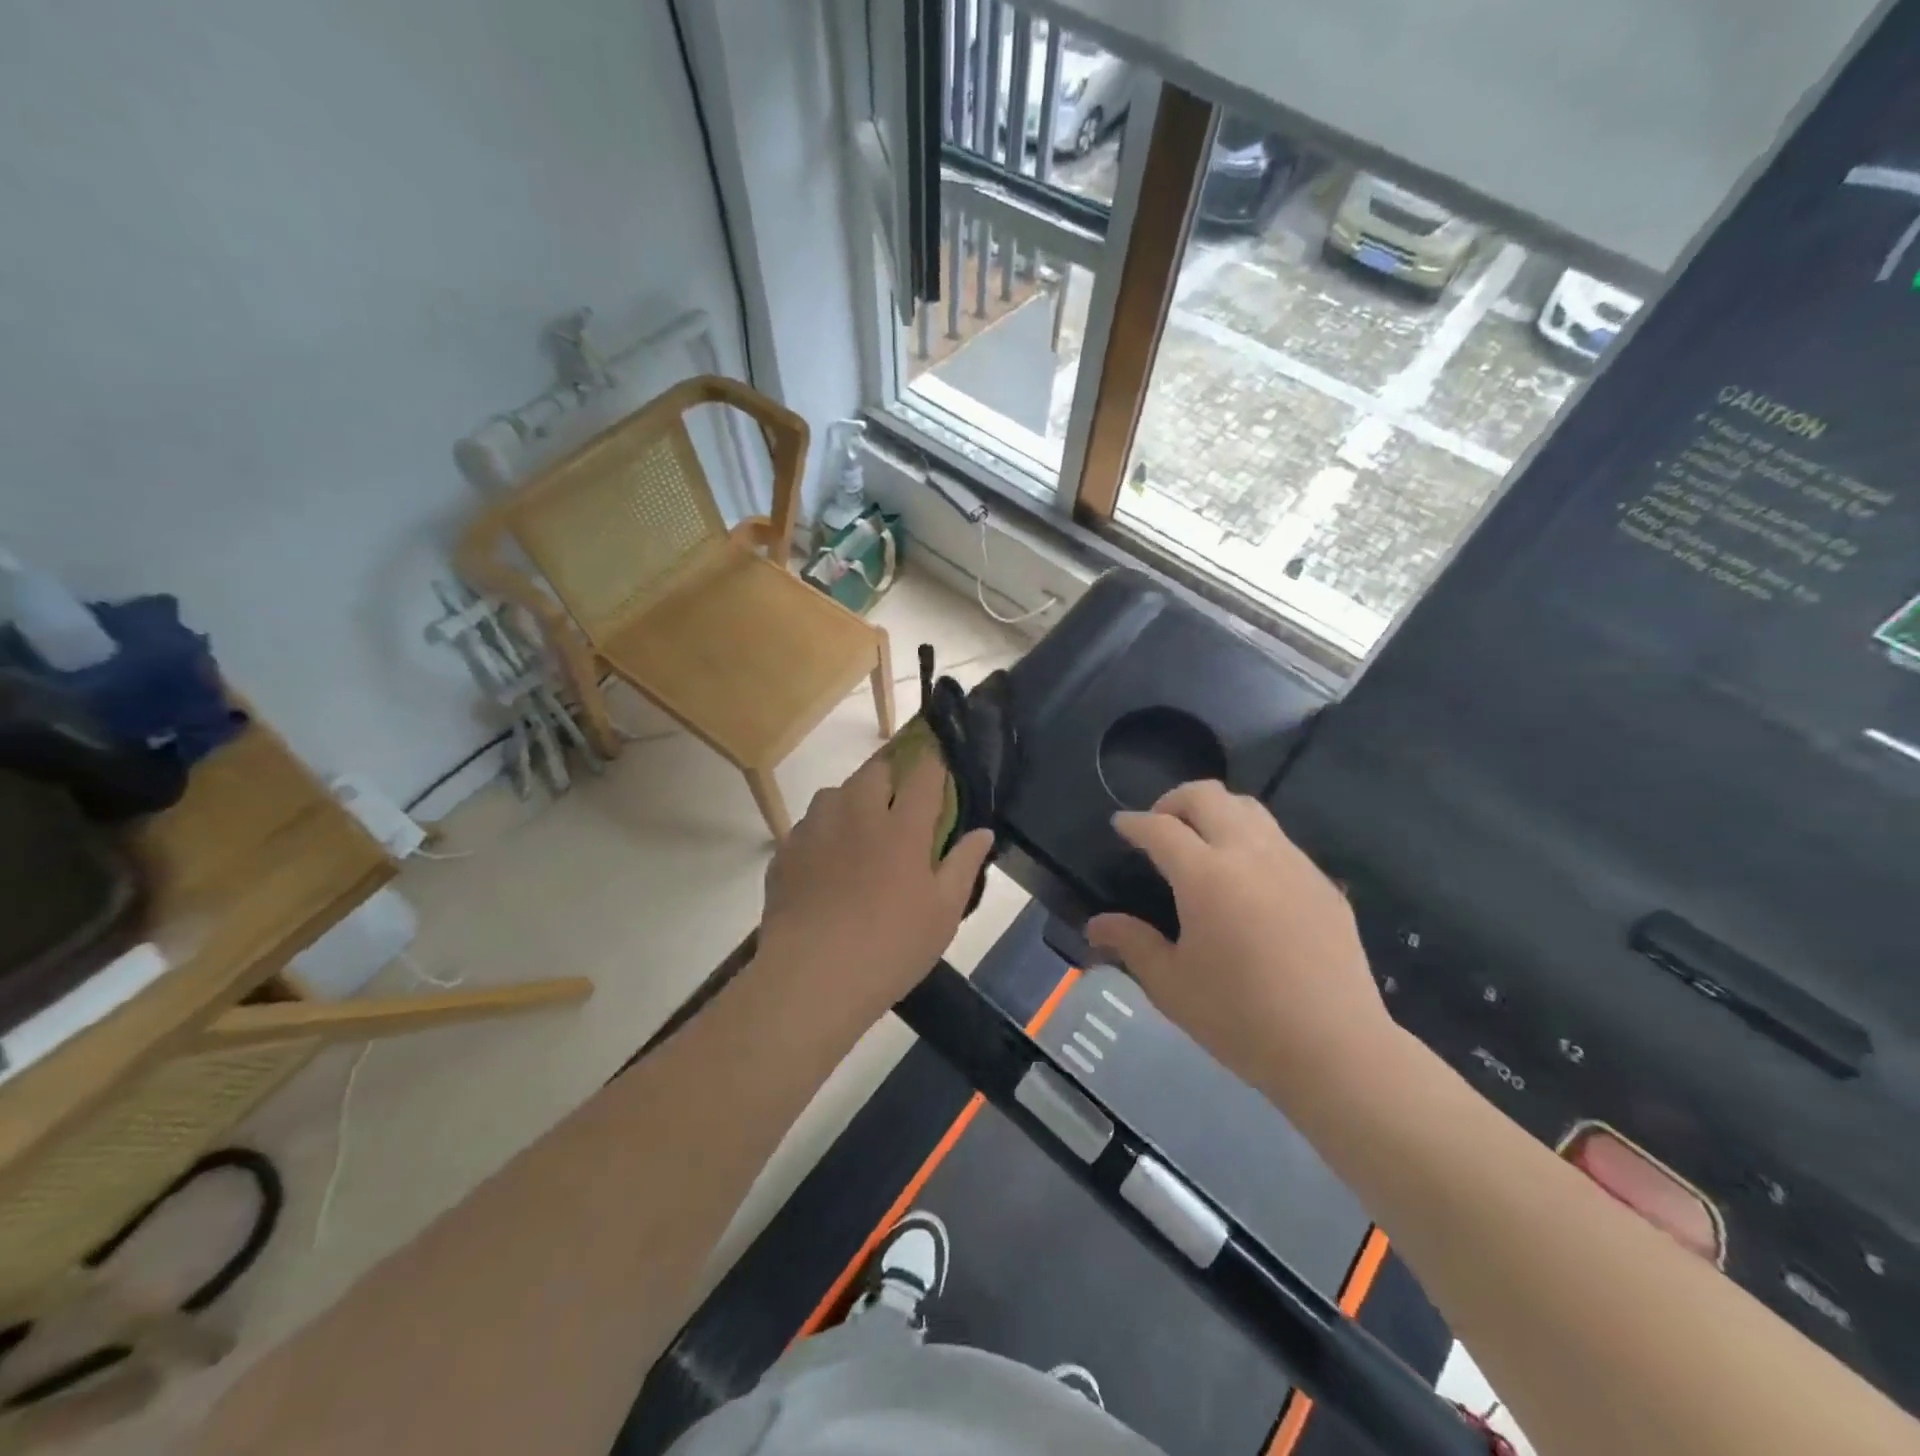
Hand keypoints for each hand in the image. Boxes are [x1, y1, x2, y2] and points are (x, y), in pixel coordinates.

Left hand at [757, 752, 993, 1027]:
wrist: (811, 978)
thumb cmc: (890, 947)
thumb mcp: (943, 914)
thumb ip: (963, 865)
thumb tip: (983, 832)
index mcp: (902, 827)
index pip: (924, 774)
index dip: (934, 765)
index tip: (939, 769)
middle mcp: (857, 814)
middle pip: (875, 771)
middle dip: (892, 775)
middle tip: (901, 803)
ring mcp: (816, 829)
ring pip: (835, 792)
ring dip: (852, 799)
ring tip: (860, 829)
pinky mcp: (785, 851)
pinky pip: (808, 825)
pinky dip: (823, 831)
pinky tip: (826, 862)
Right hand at [1086, 781, 1390, 1093]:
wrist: (1334, 1048)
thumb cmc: (1240, 1017)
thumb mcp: (1170, 984)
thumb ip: (1131, 943)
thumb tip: (1096, 926)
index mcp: (1206, 876)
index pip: (1160, 828)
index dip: (1134, 823)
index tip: (1121, 825)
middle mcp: (1249, 854)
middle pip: (1207, 796)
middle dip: (1174, 801)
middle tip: (1160, 827)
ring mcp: (1292, 863)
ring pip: (1249, 808)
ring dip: (1216, 812)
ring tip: (1201, 843)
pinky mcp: (1321, 882)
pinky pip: (1279, 840)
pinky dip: (1250, 839)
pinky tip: (1245, 879)